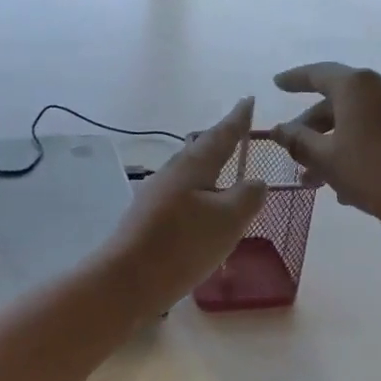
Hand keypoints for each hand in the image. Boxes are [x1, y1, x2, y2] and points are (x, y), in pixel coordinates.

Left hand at [99, 99, 268, 312]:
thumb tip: (255, 182)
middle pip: (200, 151)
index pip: (221, 135)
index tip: (248, 100)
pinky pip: (182, 199)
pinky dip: (200, 197)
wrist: (126, 281)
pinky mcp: (149, 221)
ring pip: (190, 175)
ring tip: (225, 173)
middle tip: (237, 134)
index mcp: (193, 166)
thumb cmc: (182, 244)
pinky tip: (204, 213)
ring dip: (209, 171)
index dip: (237, 119)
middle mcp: (172, 174)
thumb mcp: (228, 219)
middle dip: (220, 142)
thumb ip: (248, 196)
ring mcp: (156, 197)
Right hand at [269, 63, 380, 243]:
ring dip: (336, 145)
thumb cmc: (374, 173)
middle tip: (295, 155)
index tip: (277, 84)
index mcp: (358, 86)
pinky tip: (350, 185)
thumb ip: (298, 141)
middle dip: (313, 129)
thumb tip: (278, 130)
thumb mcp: (327, 159)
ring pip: (360, 121)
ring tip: (319, 182)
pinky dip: (360, 149)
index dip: (295, 80)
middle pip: (339, 101)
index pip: (318, 74)